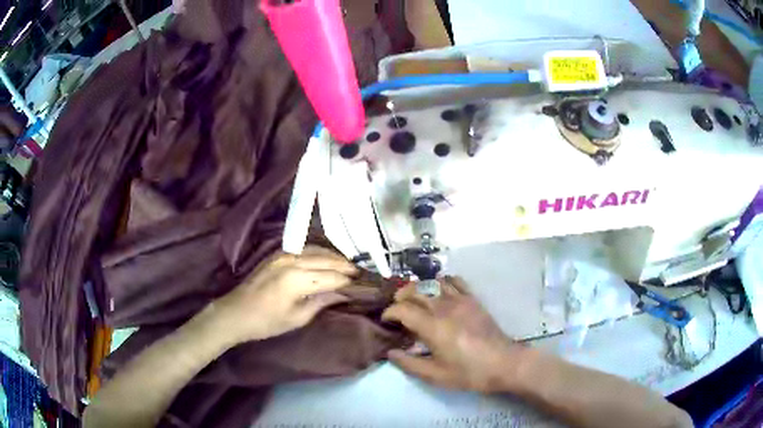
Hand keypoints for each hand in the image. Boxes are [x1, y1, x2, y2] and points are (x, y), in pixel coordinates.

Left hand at [210, 246, 357, 344]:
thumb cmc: (266, 322)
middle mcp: (292, 261)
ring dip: (334, 257)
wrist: (235, 312)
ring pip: (317, 250)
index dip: (349, 282)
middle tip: (362, 273)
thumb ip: (321, 302)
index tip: (364, 285)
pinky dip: (319, 252)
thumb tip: (343, 293)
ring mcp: (283, 254)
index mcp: (297, 280)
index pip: (332, 277)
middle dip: (346, 266)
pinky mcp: (277, 254)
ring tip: (348, 265)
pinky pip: (304, 248)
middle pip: (327, 260)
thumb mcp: (297, 318)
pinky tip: (326, 259)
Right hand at [382, 277, 525, 392]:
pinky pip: (454, 281)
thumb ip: (409, 364)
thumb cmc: (469, 372)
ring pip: (432, 282)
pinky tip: (440, 292)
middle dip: (400, 297)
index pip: (402, 309)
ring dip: (419, 288)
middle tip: (396, 310)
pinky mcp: (473, 299)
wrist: (503, 363)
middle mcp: (444, 307)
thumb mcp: (435, 376)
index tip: (386, 321)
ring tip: (415, 299)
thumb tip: (390, 353)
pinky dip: (442, 282)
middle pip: (415, 290)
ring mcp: (460, 300)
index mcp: (433, 326)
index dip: (389, 313)